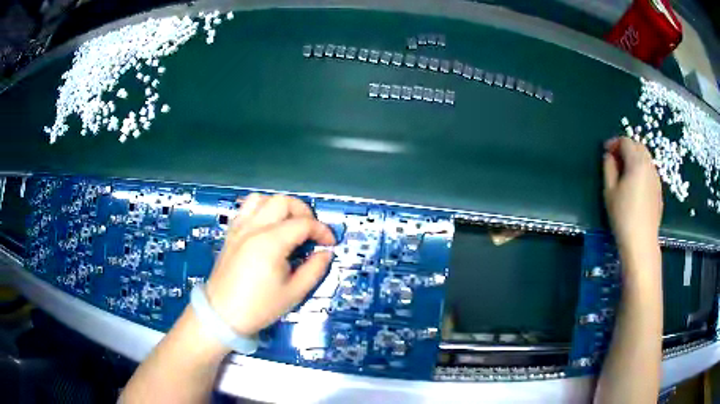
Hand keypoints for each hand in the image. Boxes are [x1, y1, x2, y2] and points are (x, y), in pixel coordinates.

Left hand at [205, 193, 335, 336]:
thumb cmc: (259, 307)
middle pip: (283, 202)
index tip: (330, 243)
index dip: (321, 230)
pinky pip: (246, 208)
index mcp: (271, 243)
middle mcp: (254, 228)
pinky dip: (261, 209)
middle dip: (303, 212)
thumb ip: (314, 270)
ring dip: (280, 206)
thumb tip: (325, 253)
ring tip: (289, 224)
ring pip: (262, 199)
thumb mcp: (294, 293)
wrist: (223, 315)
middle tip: (311, 231)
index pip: (303, 223)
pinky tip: (268, 226)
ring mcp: (239, 228)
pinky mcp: (231, 233)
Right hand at [603, 137, 662, 250]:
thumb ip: (608, 168)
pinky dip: (641, 170)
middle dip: (626, 147)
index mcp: (636, 162)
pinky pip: (650, 171)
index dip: (614, 142)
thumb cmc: (623, 216)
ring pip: (645, 158)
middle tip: (615, 159)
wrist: (641, 242)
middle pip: (638, 146)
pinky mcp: (659, 190)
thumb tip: (609, 156)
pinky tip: (635, 185)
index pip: (625, 141)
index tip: (605, 151)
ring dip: (634, 158)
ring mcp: (656, 178)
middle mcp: (649, 165)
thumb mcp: (609, 191)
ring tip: (625, 172)